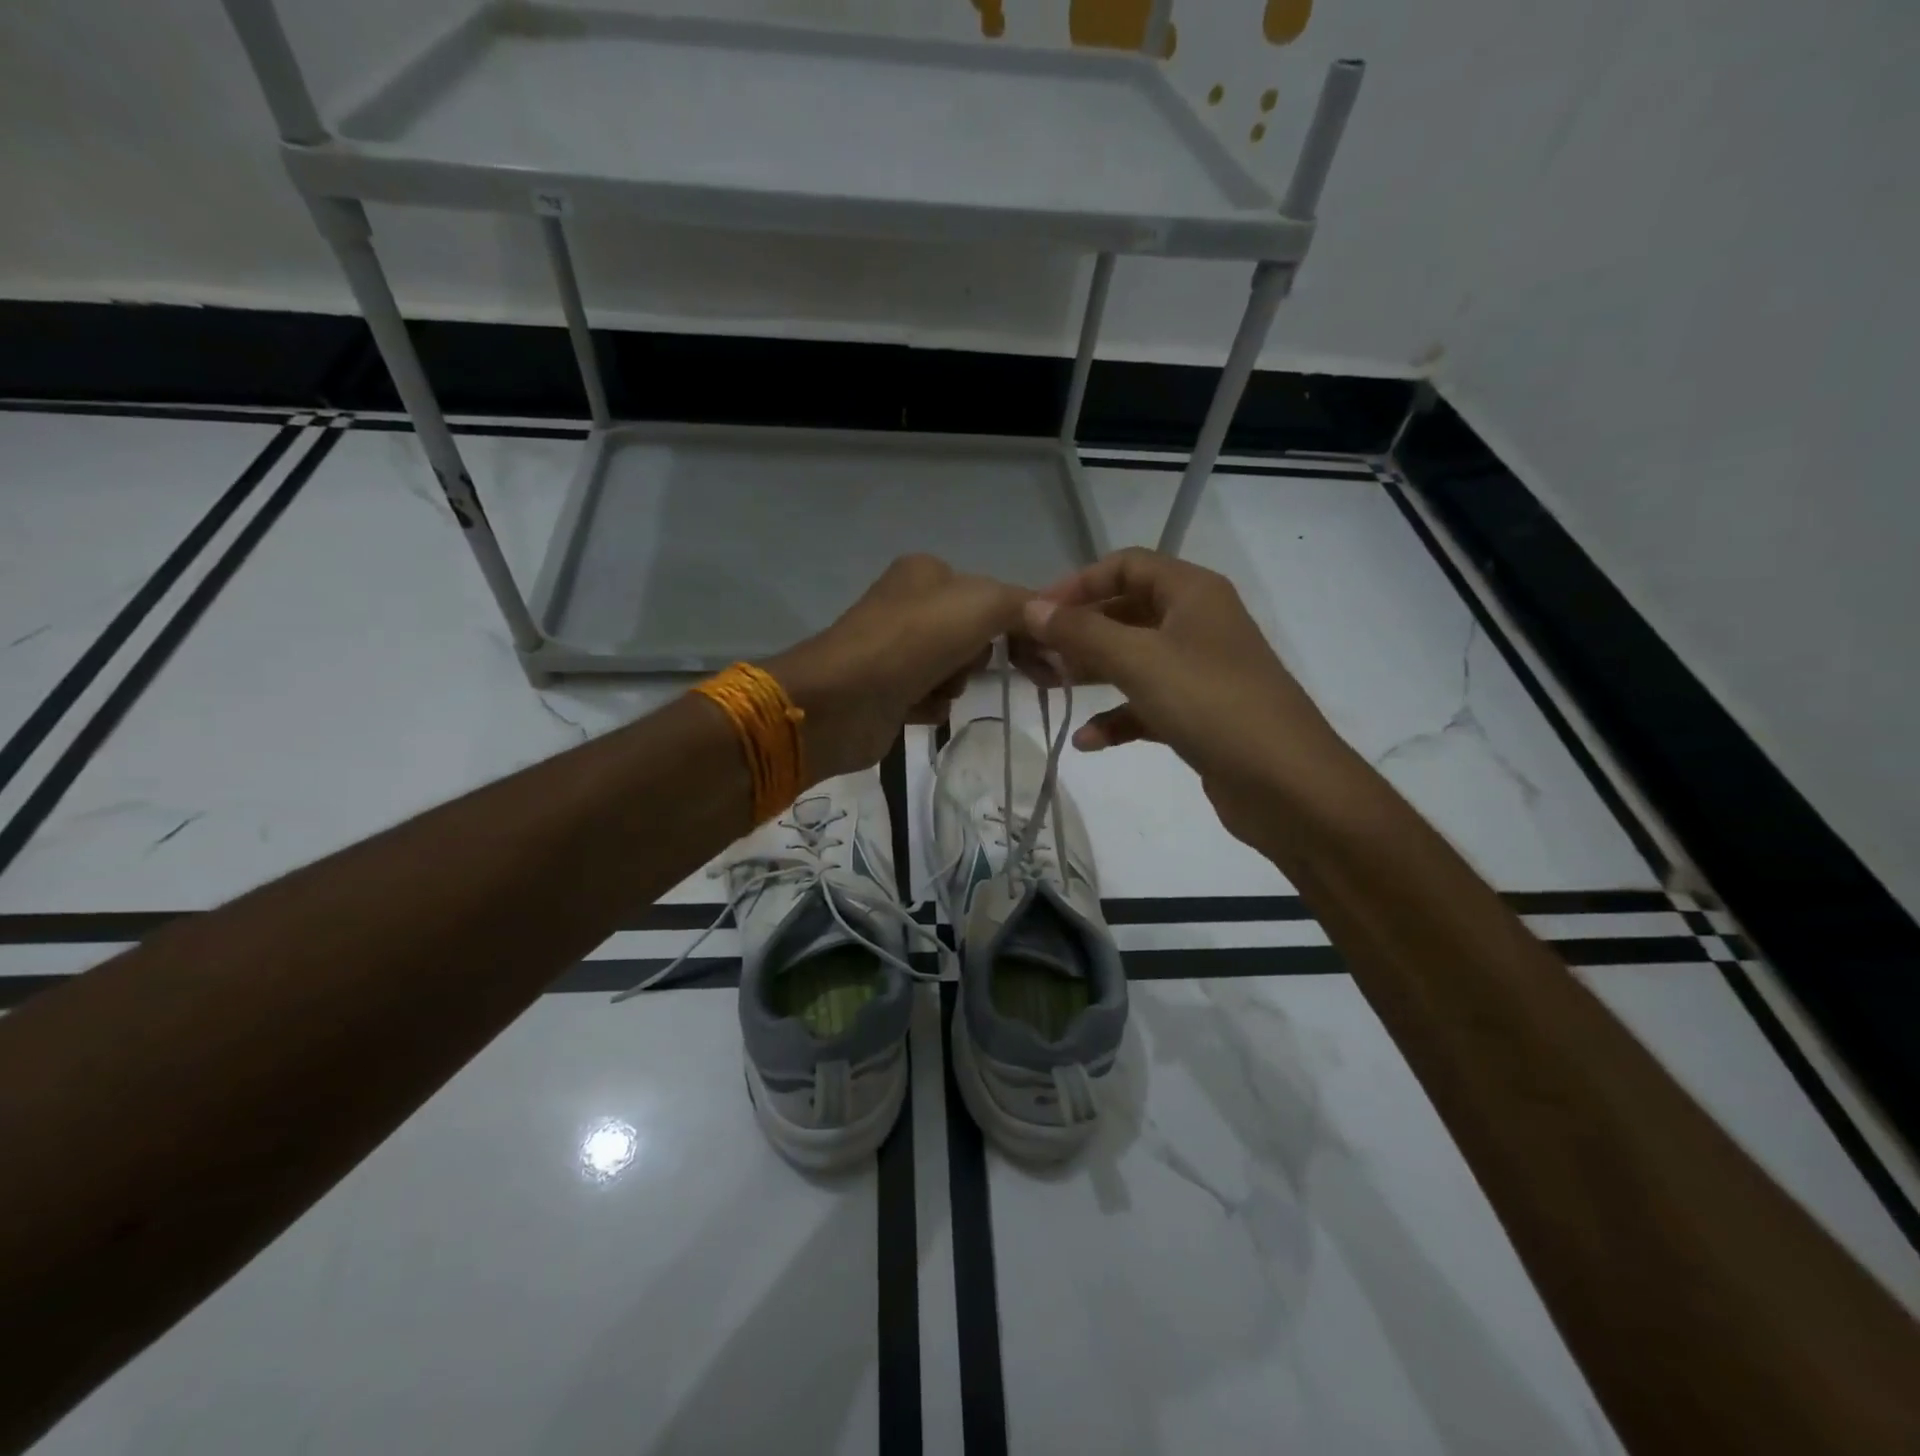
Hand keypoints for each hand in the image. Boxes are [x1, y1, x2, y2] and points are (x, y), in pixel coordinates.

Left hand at [768, 554, 1028, 780]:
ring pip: (955, 670)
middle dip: (978, 657)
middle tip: (971, 669)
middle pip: (975, 635)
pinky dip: (932, 706)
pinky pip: (932, 698)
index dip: (1025, 627)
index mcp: (928, 572)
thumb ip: (1023, 605)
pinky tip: (916, 708)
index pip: (995, 595)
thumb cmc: (913, 641)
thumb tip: (1049, 620)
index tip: (1051, 662)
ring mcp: (896, 649)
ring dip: (954, 684)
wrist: (841, 701)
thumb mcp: (982, 604)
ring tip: (933, 689)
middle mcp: (910, 605)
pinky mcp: (887, 690)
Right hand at [1020, 548, 1353, 844]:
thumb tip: (1031, 607)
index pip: (1126, 566)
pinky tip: (1087, 741)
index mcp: (1192, 593)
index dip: (1078, 583)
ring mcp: (1200, 671)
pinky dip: (1117, 718)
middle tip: (1035, 656)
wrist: (1287, 785)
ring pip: (1134, 660)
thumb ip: (1081, 632)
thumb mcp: (1139, 660)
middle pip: (1126, 612)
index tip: (1037, 613)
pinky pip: (1147, 705)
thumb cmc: (1211, 704)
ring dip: (1092, 673)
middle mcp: (1198, 623)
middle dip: (1080, 633)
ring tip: (1048, 690)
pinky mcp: (1199, 715)